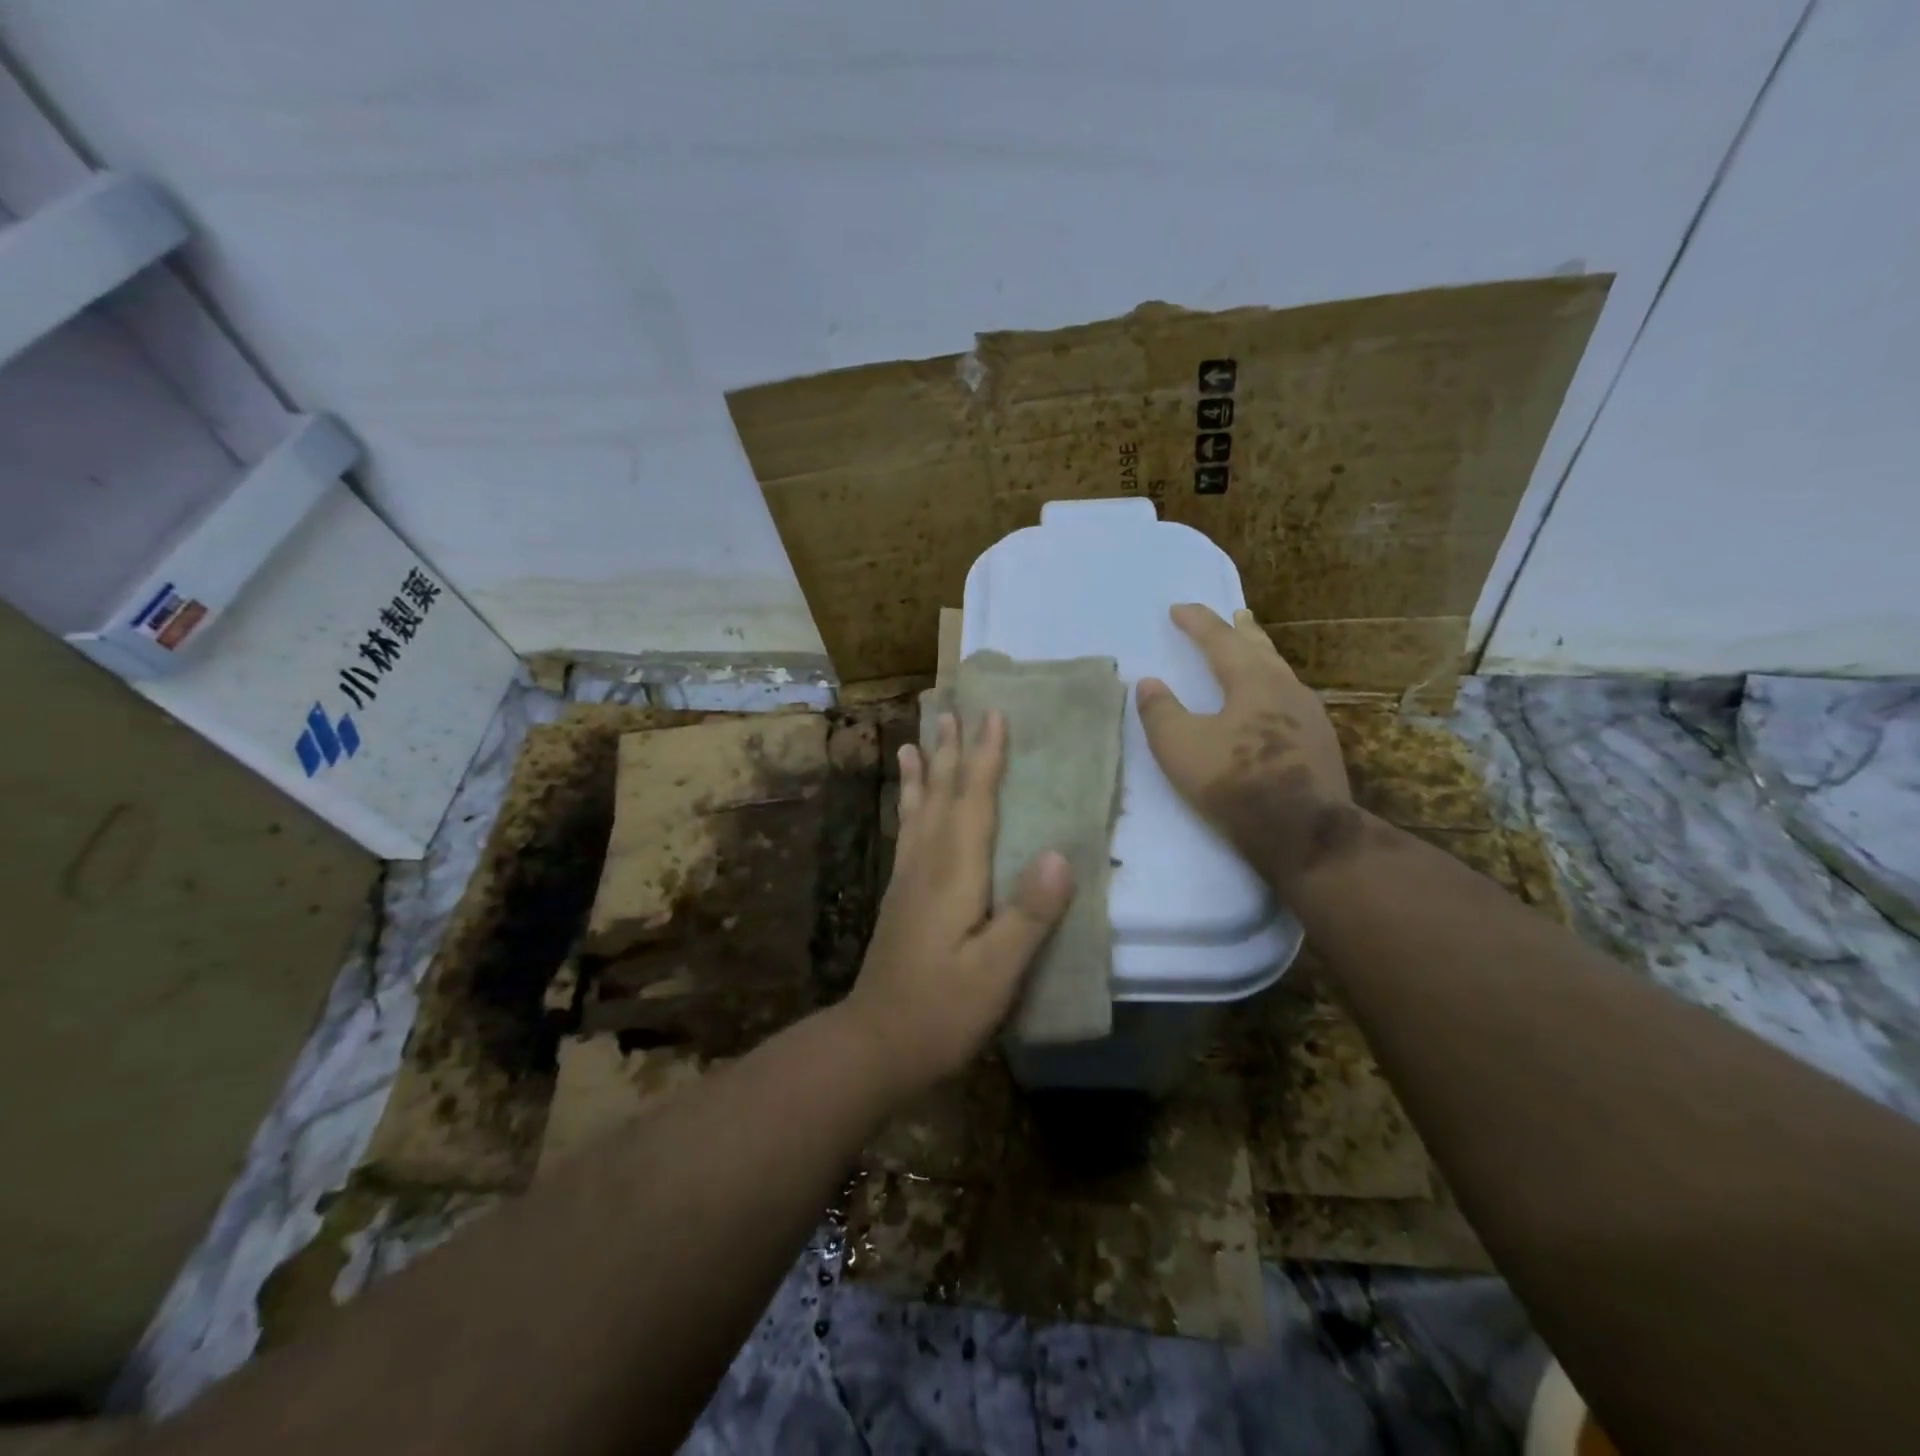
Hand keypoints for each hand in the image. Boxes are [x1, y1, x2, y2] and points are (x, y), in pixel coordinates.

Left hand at [841, 710, 1074, 1099]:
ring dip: (925, 770)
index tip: (994, 715)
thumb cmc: (943, 1010)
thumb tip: (1058, 854)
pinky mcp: (900, 896)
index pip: (973, 801)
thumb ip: (1028, 914)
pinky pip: (907, 832)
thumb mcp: (996, 971)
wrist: (875, 1043)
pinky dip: (909, 805)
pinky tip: (908, 802)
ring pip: (919, 809)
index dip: (986, 758)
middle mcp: (927, 864)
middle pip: (943, 794)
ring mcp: (908, 879)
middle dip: (953, 750)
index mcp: (954, 873)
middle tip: (953, 709)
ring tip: (919, 737)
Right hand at [1137, 603, 1366, 894]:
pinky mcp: (1320, 744)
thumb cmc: (1235, 781)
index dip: (1198, 622)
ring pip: (1280, 673)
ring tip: (1253, 652)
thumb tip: (1149, 683)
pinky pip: (1290, 699)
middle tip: (1235, 615)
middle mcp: (1286, 688)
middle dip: (1242, 630)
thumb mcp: (1180, 746)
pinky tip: (1272, 704)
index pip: (1220, 640)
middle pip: (1260, 649)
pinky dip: (1273, 687)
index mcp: (1253, 681)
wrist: (1304, 832)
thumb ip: (1161, 711)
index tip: (1178, 608)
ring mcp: (1310, 716)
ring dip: (1261, 657)